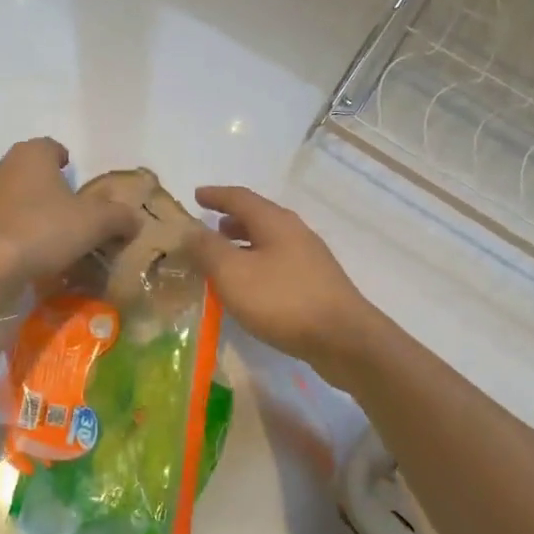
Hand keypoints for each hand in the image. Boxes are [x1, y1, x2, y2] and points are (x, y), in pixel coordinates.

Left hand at [0, 139, 140, 292]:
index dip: (66, 161)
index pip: (52, 147)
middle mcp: (2, 168)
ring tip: (48, 238)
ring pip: (12, 198)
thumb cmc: (43, 230)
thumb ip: (119, 217)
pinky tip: (24, 256)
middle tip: (69, 212)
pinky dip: (10, 235)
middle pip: (30, 172)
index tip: (77, 180)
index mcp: (31, 155)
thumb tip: (134, 219)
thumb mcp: (95, 223)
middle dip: (48, 188)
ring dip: (28, 212)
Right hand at [183, 185, 378, 377]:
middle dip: (232, 220)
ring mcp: (310, 259)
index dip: (216, 196)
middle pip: (259, 218)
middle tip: (210, 227)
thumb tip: (190, 230)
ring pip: (270, 242)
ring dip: (245, 244)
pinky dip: (258, 265)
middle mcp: (295, 233)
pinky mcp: (317, 285)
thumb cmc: (282, 300)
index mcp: (275, 222)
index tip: (197, 195)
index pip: (240, 198)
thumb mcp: (233, 273)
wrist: (343, 339)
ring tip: (225, 257)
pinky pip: (279, 264)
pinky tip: (251, 287)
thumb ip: (208, 249)